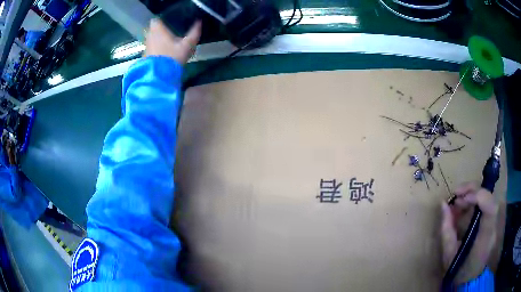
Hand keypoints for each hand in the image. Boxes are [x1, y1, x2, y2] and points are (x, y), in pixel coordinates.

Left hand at [144, 18, 200, 64]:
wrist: (159, 77)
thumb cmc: (173, 57)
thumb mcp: (187, 45)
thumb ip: (193, 33)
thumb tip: (199, 23)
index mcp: (158, 30)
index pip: (156, 20)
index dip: (161, 21)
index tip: (167, 23)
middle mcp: (150, 37)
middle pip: (152, 30)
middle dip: (159, 31)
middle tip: (169, 33)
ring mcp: (146, 48)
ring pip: (151, 40)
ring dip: (157, 41)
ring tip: (167, 44)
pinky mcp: (145, 58)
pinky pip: (150, 50)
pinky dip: (155, 50)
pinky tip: (162, 55)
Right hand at [441, 182, 497, 284]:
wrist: (470, 280)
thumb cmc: (458, 271)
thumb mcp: (448, 255)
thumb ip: (447, 229)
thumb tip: (443, 204)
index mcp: (484, 238)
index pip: (491, 208)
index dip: (479, 196)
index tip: (462, 197)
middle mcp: (492, 227)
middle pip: (489, 197)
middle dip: (472, 190)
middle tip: (455, 195)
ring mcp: (494, 223)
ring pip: (487, 198)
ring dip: (472, 195)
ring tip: (457, 203)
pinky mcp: (491, 222)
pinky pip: (484, 204)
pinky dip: (474, 202)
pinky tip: (463, 208)